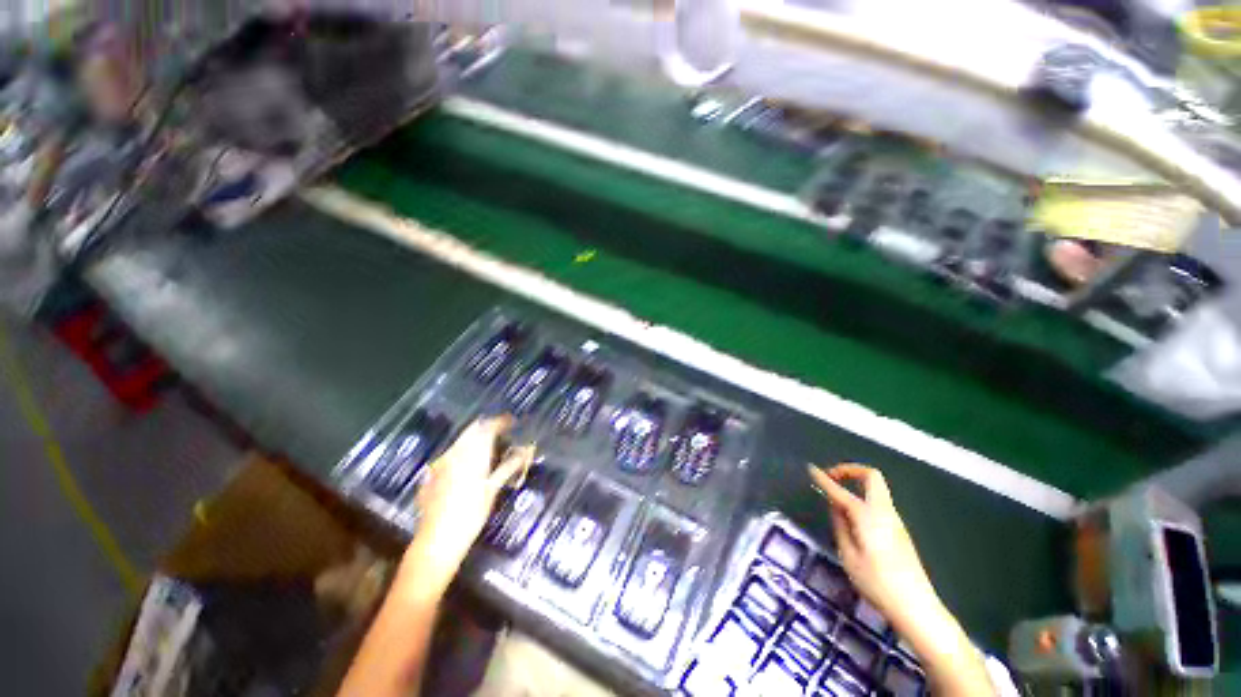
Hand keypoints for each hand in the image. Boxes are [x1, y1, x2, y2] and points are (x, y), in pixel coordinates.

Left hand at [397, 416, 533, 598]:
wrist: (436, 542)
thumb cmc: (470, 515)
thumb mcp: (493, 489)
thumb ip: (509, 466)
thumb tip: (528, 449)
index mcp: (471, 455)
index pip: (488, 427)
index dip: (501, 422)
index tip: (512, 422)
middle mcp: (454, 453)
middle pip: (472, 430)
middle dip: (487, 427)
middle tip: (502, 433)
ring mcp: (439, 464)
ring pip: (460, 442)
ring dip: (474, 439)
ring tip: (488, 449)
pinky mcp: (431, 475)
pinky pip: (449, 456)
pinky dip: (461, 454)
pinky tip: (467, 467)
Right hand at [808, 464, 938, 627]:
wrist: (917, 608)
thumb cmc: (877, 583)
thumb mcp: (849, 556)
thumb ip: (840, 526)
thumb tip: (835, 506)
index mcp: (868, 516)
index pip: (840, 491)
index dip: (824, 479)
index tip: (811, 469)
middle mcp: (884, 512)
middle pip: (871, 476)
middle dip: (850, 470)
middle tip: (832, 477)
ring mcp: (895, 521)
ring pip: (876, 490)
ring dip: (856, 486)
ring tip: (837, 501)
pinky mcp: (900, 532)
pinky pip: (879, 504)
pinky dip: (863, 500)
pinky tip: (853, 519)